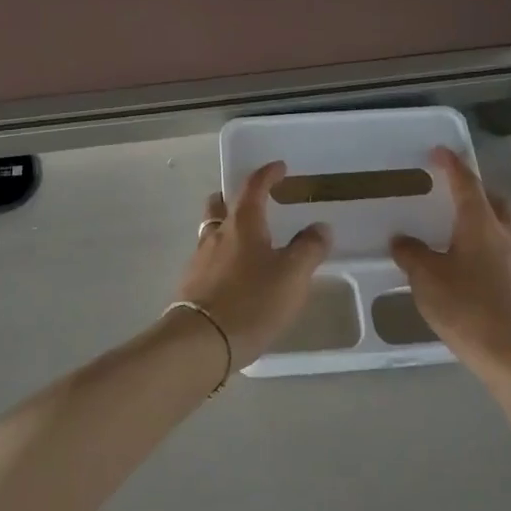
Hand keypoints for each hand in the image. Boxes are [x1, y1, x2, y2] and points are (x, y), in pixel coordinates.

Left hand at [176, 162, 330, 368]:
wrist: (200, 342)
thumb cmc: (251, 301)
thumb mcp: (292, 276)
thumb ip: (309, 248)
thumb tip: (320, 227)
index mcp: (243, 223)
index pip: (253, 186)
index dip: (267, 174)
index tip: (279, 167)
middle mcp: (217, 234)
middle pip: (220, 204)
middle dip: (234, 197)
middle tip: (252, 201)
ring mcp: (199, 260)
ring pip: (211, 231)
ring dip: (227, 228)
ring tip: (247, 242)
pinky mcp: (191, 285)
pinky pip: (207, 259)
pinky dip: (221, 257)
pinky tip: (234, 276)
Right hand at [391, 148, 510, 380]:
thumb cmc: (469, 309)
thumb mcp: (427, 280)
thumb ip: (412, 255)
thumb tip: (402, 240)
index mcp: (481, 225)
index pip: (467, 183)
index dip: (452, 165)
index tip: (440, 152)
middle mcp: (506, 236)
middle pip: (496, 202)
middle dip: (477, 192)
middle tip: (455, 194)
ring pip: (504, 229)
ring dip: (485, 223)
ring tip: (458, 235)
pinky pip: (505, 256)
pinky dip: (488, 251)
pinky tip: (470, 272)